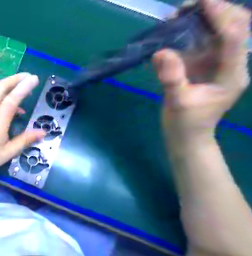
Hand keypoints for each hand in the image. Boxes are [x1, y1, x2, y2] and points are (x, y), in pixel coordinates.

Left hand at [0, 72, 44, 179]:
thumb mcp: (9, 152)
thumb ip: (26, 139)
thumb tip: (43, 131)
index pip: (11, 100)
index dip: (23, 87)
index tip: (35, 78)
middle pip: (0, 87)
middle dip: (15, 78)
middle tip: (29, 76)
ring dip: (11, 85)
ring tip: (27, 87)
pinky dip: (8, 97)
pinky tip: (19, 109)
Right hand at [154, 0, 249, 140]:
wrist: (186, 136)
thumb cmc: (186, 123)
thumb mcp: (178, 102)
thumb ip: (171, 77)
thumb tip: (160, 52)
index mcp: (232, 74)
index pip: (235, 37)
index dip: (221, 16)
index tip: (202, 2)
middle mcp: (229, 64)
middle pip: (236, 27)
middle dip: (217, 11)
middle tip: (189, 6)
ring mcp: (215, 65)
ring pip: (218, 33)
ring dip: (203, 20)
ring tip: (179, 15)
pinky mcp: (201, 68)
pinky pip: (200, 44)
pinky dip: (189, 34)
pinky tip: (175, 32)